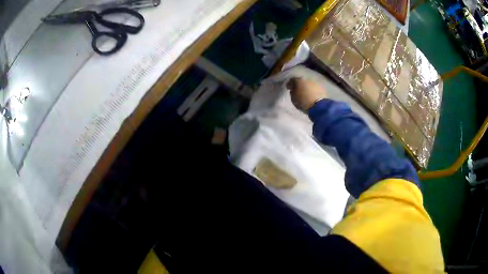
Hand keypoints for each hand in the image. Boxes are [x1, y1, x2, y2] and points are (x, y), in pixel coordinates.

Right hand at [287, 77, 327, 111]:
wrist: (319, 106)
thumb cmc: (303, 102)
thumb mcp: (294, 99)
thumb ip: (292, 93)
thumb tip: (293, 90)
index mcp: (298, 81)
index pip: (292, 80)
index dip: (290, 84)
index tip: (289, 88)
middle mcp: (307, 79)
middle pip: (301, 81)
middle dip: (299, 85)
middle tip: (297, 91)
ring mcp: (315, 83)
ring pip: (308, 84)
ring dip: (306, 88)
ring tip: (305, 94)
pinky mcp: (321, 88)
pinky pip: (314, 88)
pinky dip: (312, 90)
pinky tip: (311, 95)